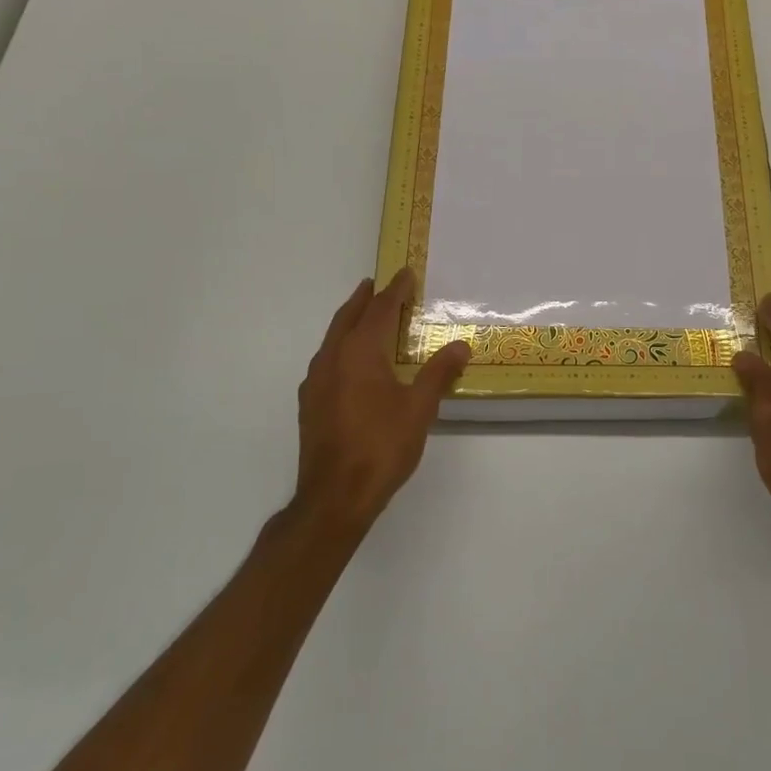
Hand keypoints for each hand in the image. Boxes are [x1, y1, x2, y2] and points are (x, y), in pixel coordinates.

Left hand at [292, 269, 470, 534]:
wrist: (334, 497)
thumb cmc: (381, 447)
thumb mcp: (419, 409)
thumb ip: (439, 373)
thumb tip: (461, 345)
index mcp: (360, 353)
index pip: (380, 310)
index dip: (395, 290)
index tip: (405, 273)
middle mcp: (332, 358)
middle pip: (348, 317)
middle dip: (364, 299)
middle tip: (377, 285)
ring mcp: (315, 381)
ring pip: (333, 338)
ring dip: (350, 322)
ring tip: (365, 317)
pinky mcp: (309, 403)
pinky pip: (326, 360)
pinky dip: (340, 347)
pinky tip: (350, 363)